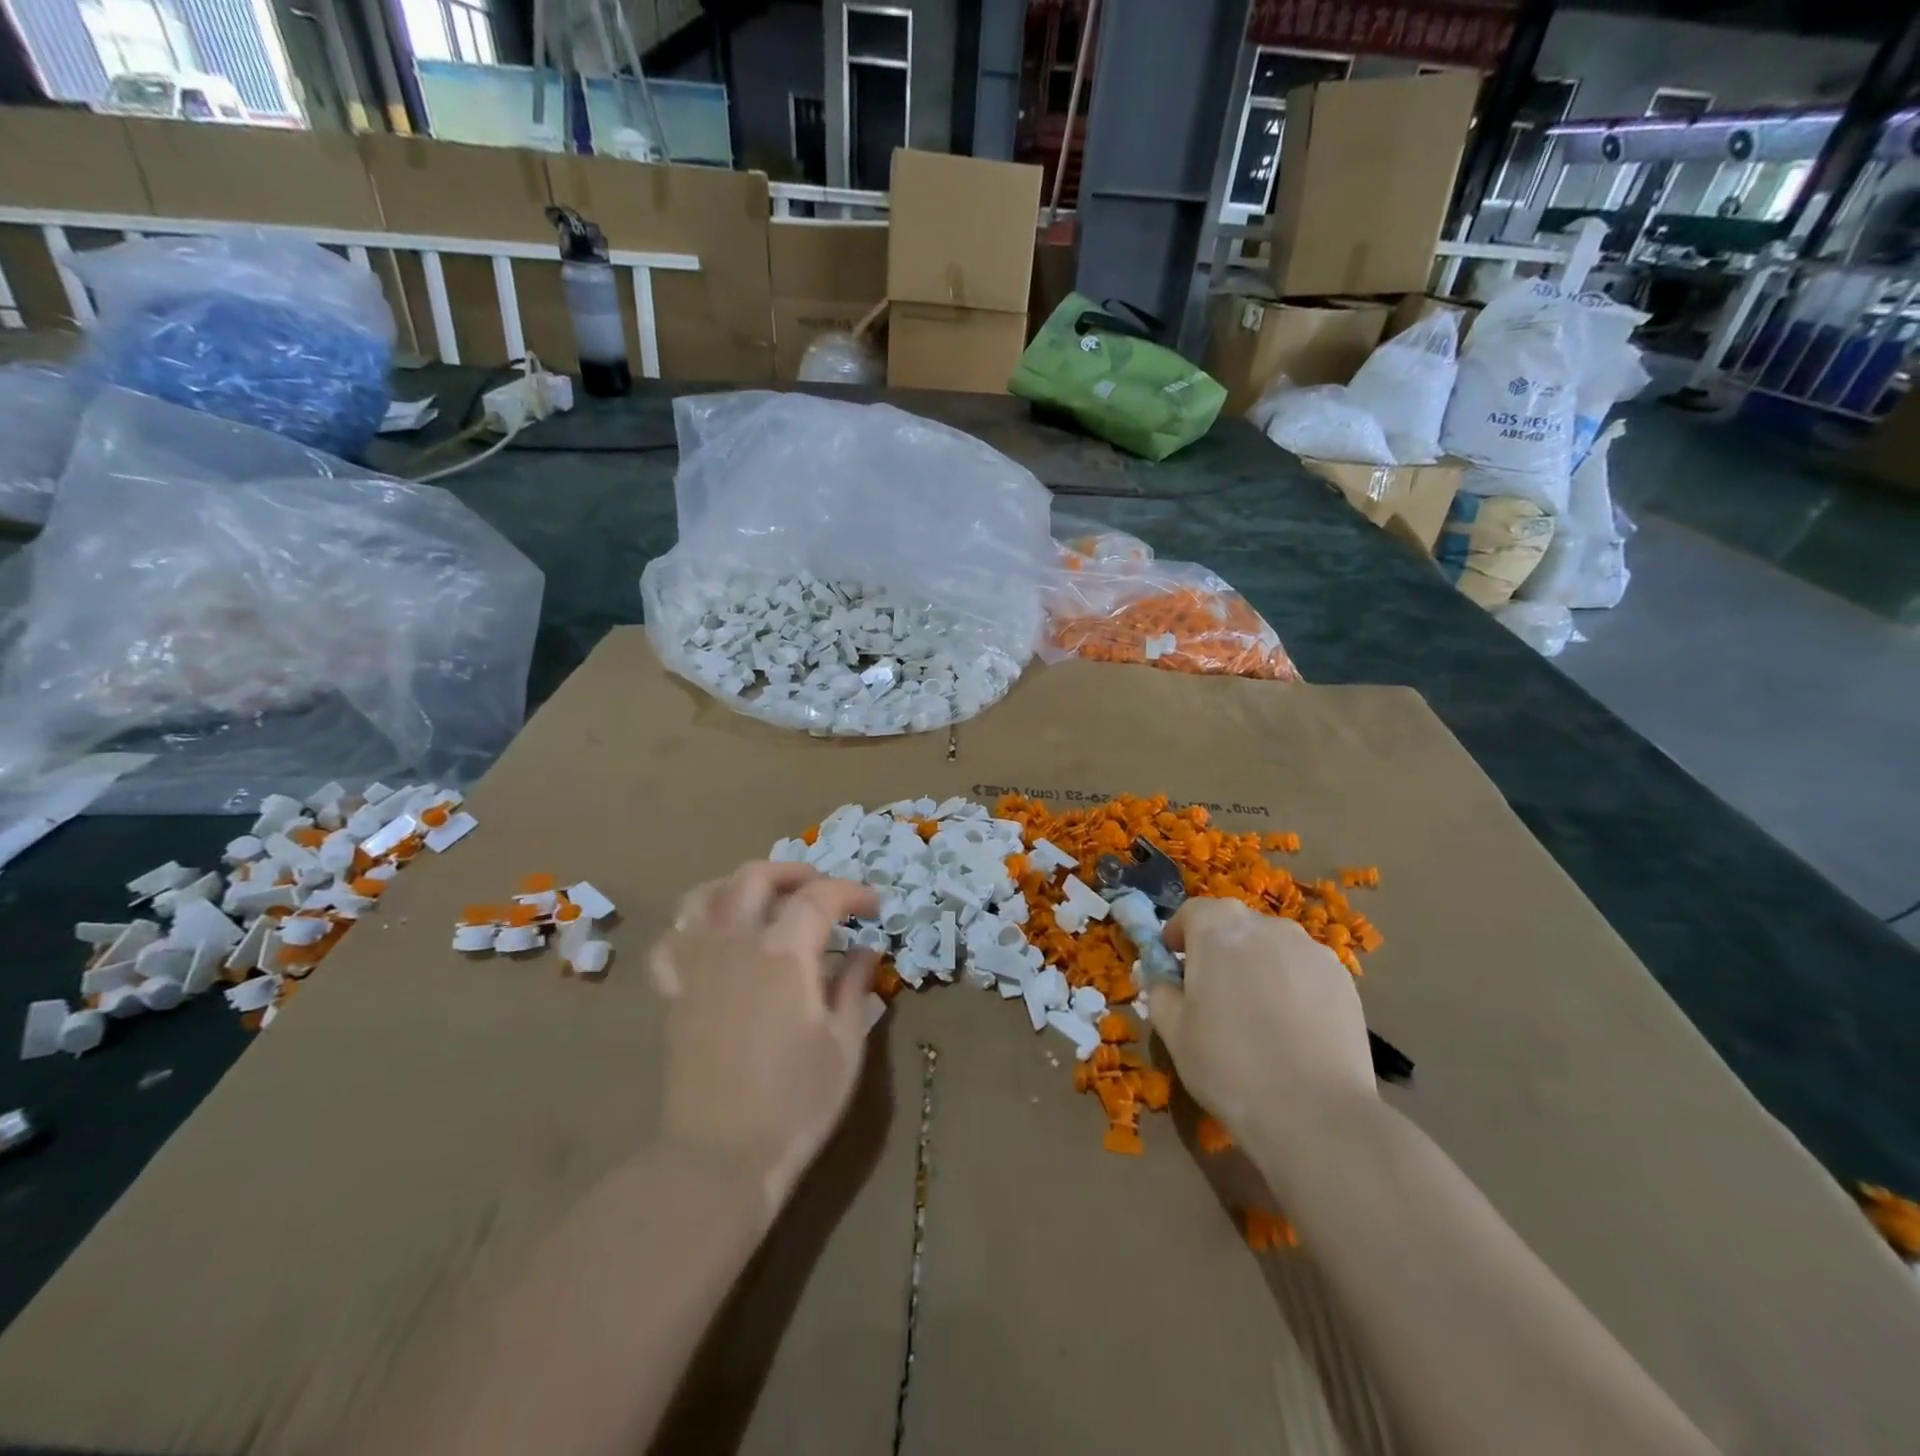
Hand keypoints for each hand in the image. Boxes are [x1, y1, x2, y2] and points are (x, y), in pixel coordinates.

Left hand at [650, 862, 879, 1211]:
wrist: (720, 1159)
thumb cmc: (796, 1104)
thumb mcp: (845, 1044)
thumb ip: (855, 986)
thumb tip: (865, 950)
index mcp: (783, 953)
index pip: (819, 897)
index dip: (852, 892)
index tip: (874, 909)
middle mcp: (734, 944)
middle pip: (755, 877)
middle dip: (795, 873)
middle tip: (824, 892)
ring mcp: (697, 966)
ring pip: (706, 895)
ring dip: (740, 885)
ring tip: (766, 900)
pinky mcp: (675, 993)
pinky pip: (674, 940)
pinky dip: (695, 925)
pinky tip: (715, 938)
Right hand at [1150, 899, 1375, 1140]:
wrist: (1316, 1115)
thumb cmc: (1229, 1067)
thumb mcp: (1173, 1031)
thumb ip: (1160, 990)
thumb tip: (1159, 975)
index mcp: (1219, 930)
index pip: (1193, 911)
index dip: (1179, 933)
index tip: (1173, 961)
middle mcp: (1267, 926)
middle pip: (1235, 924)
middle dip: (1219, 947)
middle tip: (1212, 989)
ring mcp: (1311, 950)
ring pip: (1272, 945)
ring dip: (1257, 963)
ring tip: (1257, 1010)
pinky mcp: (1343, 978)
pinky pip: (1304, 968)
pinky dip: (1292, 983)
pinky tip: (1292, 1025)